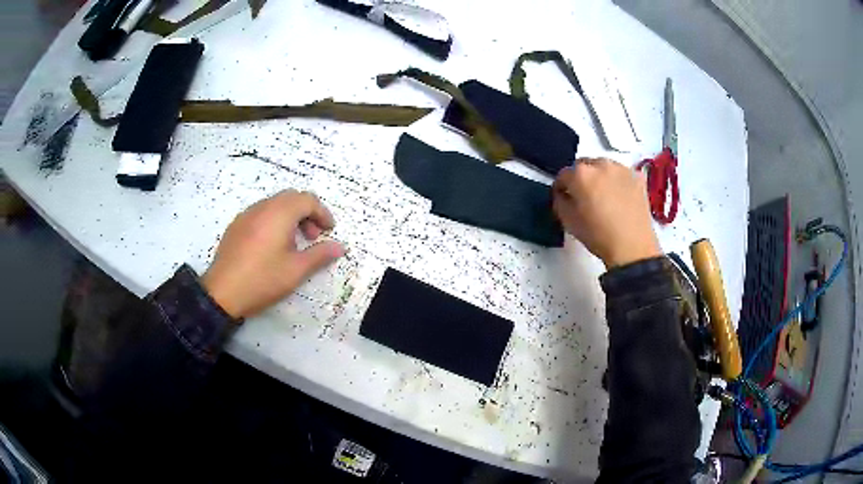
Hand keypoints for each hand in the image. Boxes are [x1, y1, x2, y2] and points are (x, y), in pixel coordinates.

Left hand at [201, 190, 344, 318]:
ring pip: (274, 204)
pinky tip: (271, 246)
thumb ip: (319, 255)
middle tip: (313, 236)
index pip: (307, 200)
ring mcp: (246, 215)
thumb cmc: (263, 280)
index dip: (322, 213)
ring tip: (293, 244)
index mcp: (279, 213)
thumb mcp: (296, 270)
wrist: (222, 292)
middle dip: (306, 213)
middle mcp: (262, 207)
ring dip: (290, 216)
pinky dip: (273, 221)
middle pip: (291, 198)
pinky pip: (260, 214)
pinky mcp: (235, 226)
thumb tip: (339, 247)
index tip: (329, 231)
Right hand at [552, 158, 660, 267]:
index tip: (563, 198)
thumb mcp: (568, 221)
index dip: (561, 188)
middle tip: (584, 197)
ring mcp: (621, 169)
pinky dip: (617, 181)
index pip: (563, 175)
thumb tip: (563, 195)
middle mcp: (601, 164)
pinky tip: (619, 197)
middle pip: (584, 166)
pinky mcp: (637, 177)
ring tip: (603, 196)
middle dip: (581, 178)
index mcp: (580, 174)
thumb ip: (559, 201)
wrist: (632, 247)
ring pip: (604, 167)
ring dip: (600, 177)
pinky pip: (621, 174)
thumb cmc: (598, 235)